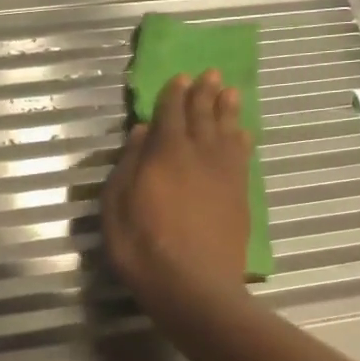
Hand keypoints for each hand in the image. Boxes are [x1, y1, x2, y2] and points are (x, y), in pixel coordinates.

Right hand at [102, 71, 253, 332]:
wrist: (193, 286)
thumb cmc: (142, 247)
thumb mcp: (116, 206)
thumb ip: (129, 164)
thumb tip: (142, 131)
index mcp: (165, 154)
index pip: (171, 113)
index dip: (174, 94)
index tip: (180, 77)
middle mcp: (198, 155)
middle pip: (203, 116)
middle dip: (205, 93)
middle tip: (210, 74)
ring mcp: (223, 175)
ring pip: (227, 131)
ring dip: (227, 109)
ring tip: (230, 92)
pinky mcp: (240, 195)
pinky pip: (243, 156)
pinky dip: (242, 139)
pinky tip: (243, 133)